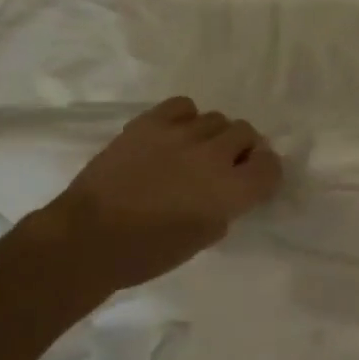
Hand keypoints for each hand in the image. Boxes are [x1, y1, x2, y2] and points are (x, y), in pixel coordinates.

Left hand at [33, 96, 283, 290]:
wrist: (88, 237)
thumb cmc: (147, 253)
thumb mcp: (202, 239)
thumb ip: (225, 208)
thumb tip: (229, 189)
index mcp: (230, 190)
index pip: (270, 165)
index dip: (265, 172)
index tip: (253, 180)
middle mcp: (213, 154)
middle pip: (246, 133)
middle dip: (241, 149)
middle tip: (224, 167)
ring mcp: (182, 133)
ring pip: (216, 119)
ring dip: (213, 136)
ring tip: (194, 152)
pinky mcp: (152, 121)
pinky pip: (184, 106)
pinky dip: (186, 118)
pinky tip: (174, 136)